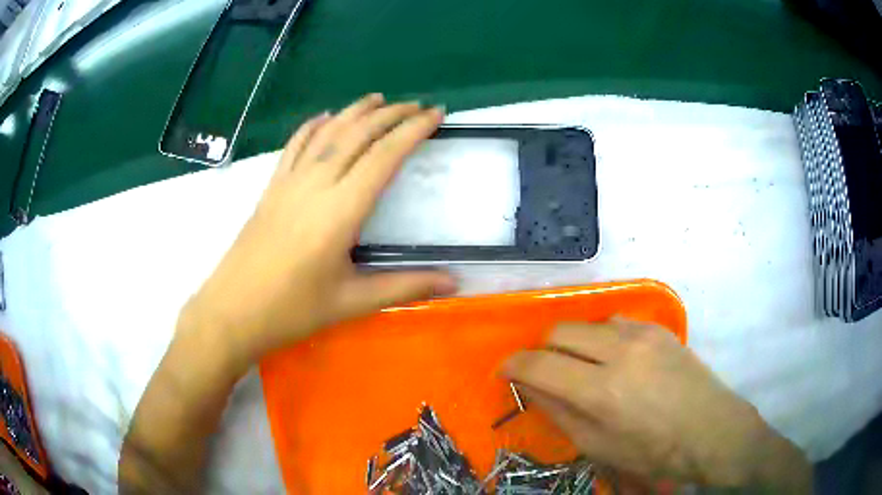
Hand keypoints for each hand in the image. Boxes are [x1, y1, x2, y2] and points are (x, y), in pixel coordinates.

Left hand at [182, 94, 455, 366]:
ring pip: (326, 133)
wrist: (232, 312)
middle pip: (357, 134)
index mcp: (340, 211)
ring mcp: (289, 183)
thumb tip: (455, 281)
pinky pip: (295, 145)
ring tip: (379, 99)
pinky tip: (326, 117)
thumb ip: (405, 286)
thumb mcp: (352, 302)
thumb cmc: (292, 310)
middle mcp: (315, 185)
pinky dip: (313, 125)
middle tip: (417, 105)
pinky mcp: (271, 188)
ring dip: (355, 111)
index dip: (413, 130)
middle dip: (390, 114)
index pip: (384, 156)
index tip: (435, 114)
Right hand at [502, 320, 810, 489]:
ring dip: (573, 342)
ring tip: (583, 368)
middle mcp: (619, 351)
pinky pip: (615, 321)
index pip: (539, 364)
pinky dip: (601, 336)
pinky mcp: (658, 328)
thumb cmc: (653, 451)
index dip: (513, 366)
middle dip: (542, 350)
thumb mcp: (598, 445)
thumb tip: (531, 386)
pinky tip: (614, 359)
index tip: (506, 372)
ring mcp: (642, 333)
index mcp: (601, 390)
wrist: (711, 429)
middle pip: (559, 330)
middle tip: (546, 373)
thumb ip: (559, 412)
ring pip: (586, 322)